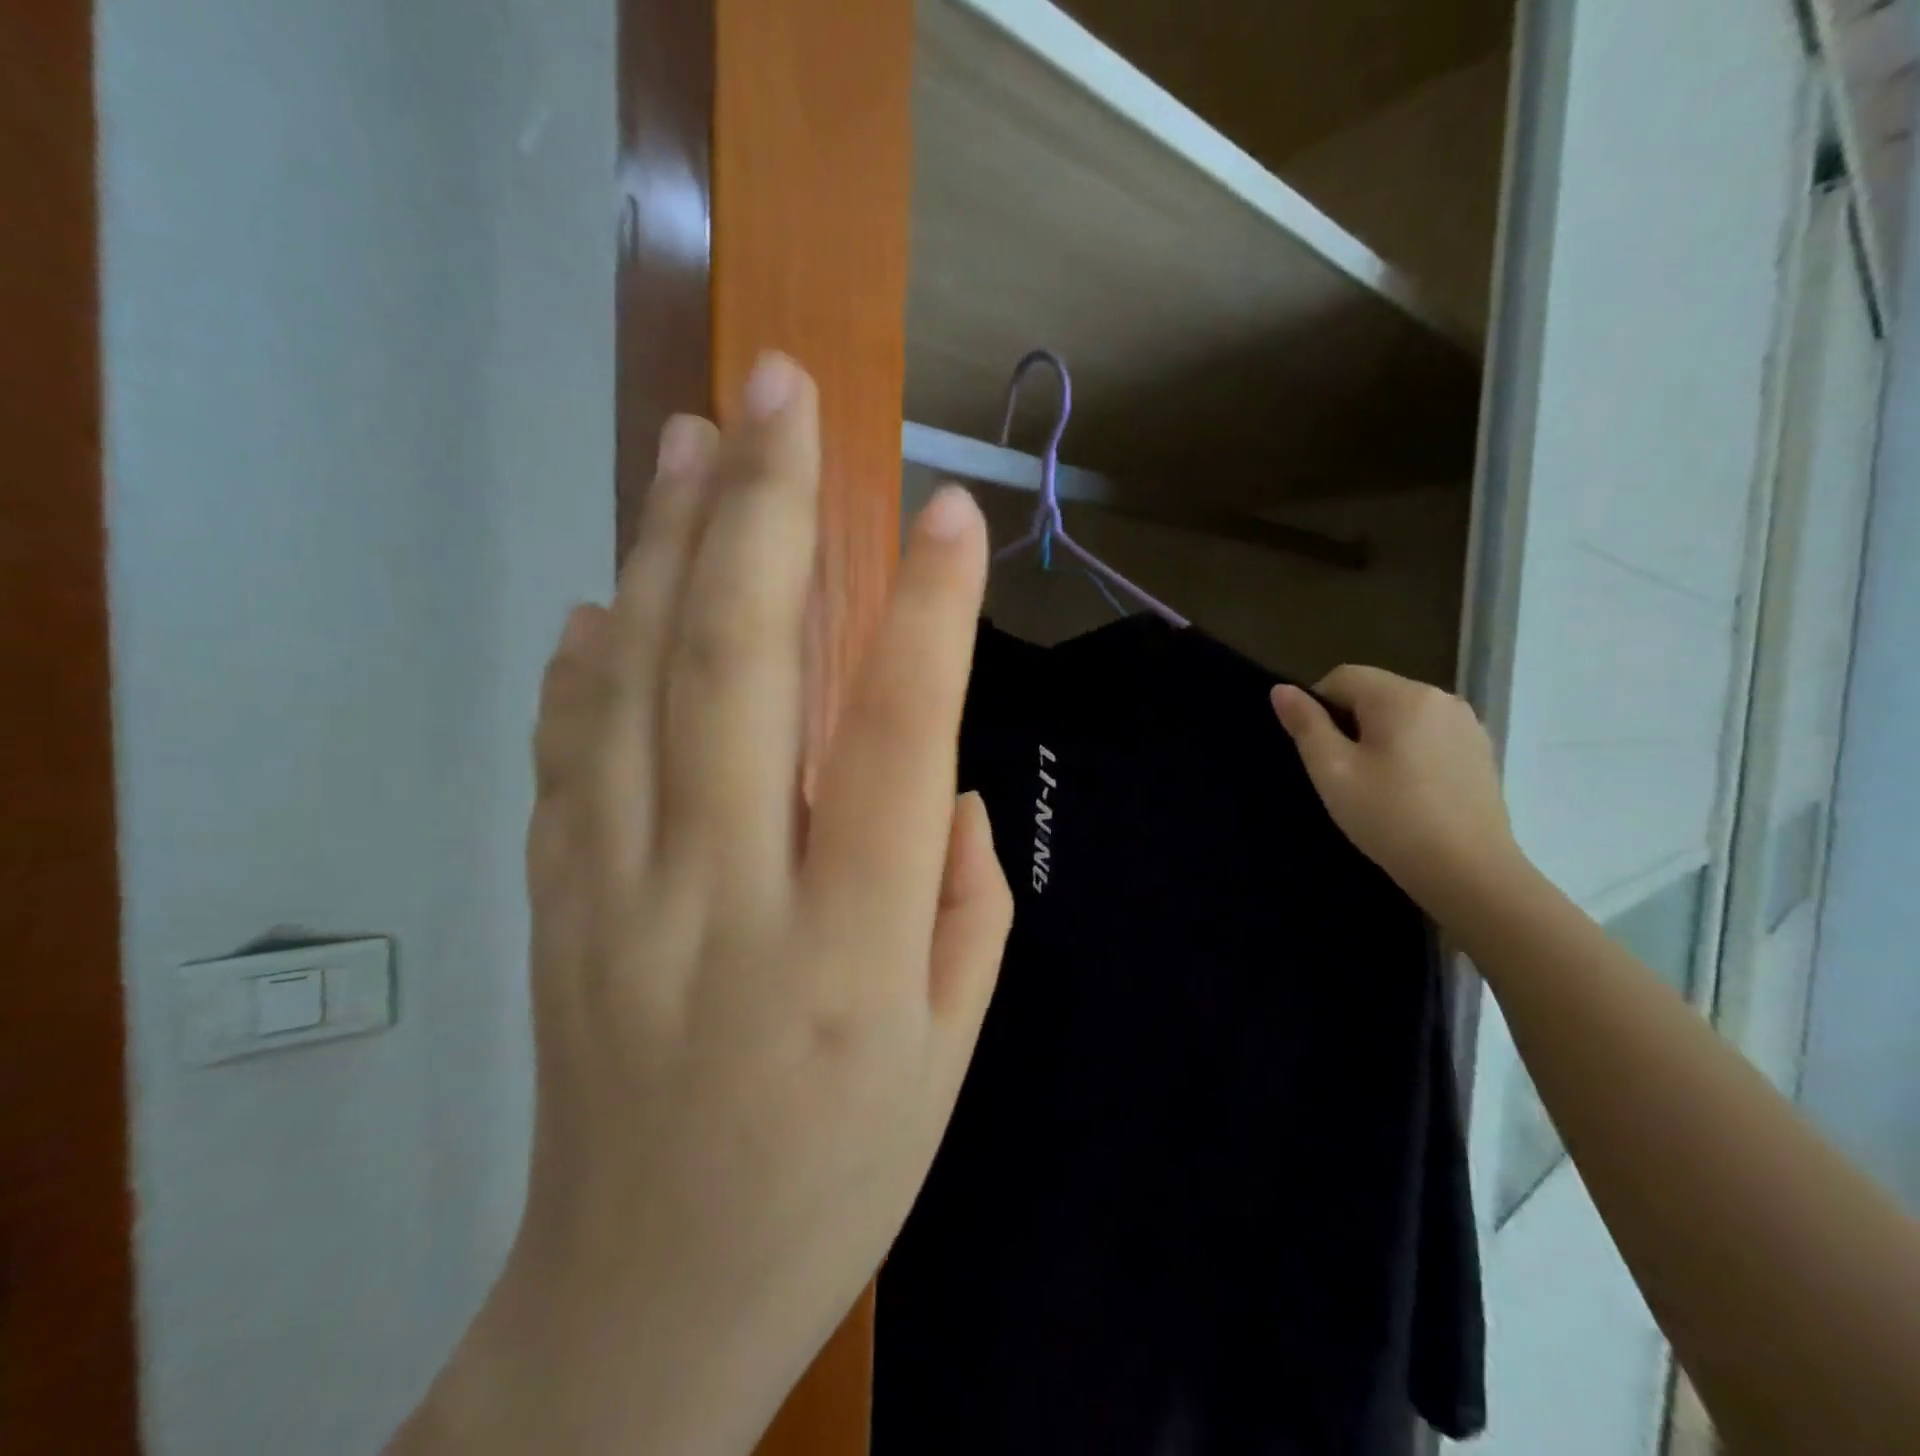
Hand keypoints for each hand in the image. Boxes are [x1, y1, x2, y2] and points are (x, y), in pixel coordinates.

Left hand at [391, 355, 1011, 1455]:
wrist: (653, 1298)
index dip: (928, 612)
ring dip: (665, 544)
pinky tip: (604, 587)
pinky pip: (565, 749)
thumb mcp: (952, 1050)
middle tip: (781, 392)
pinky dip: (585, 655)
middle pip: (736, 670)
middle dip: (764, 511)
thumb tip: (938, 775)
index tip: (947, 509)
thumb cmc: (840, 1170)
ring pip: (632, 682)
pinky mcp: (554, 910)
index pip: (895, 740)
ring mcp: (614, 898)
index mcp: (851, 948)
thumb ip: (965, 897)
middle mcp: (723, 900)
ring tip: (693, 436)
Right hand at [1271, 667, 1520, 922]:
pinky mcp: (1482, 752)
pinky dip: (1411, 752)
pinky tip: (1410, 792)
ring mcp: (1468, 724)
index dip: (1318, 708)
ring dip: (1381, 737)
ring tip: (1377, 785)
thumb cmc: (1390, 817)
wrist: (1469, 873)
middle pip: (1375, 693)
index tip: (1319, 753)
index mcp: (1401, 696)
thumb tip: (1281, 689)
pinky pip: (1430, 736)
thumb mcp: (1332, 771)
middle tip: (1344, 773)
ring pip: (1403, 715)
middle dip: (1351, 723)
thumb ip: (1306, 725)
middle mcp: (1440, 697)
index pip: (1342, 677)